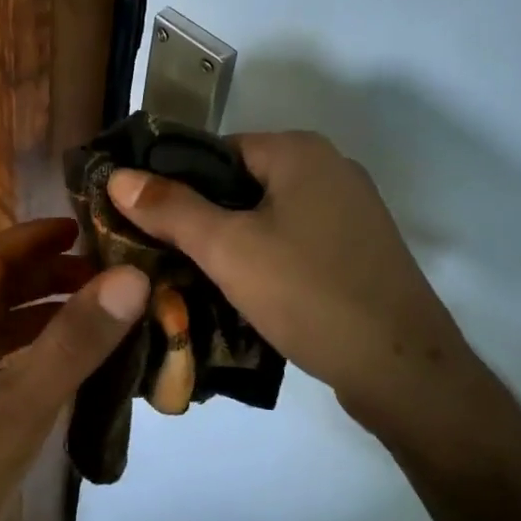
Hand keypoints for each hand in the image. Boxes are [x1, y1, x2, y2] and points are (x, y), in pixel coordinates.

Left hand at [0, 219, 147, 520]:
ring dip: (46, 309)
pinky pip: (4, 357)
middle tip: (107, 275)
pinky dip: (39, 347)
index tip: (86, 228)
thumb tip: (132, 276)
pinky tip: (74, 363)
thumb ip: (77, 339)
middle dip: (49, 271)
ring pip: (2, 322)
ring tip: (100, 312)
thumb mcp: (24, 401)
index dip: (36, 236)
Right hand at [108, 131, 499, 452]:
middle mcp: (330, 167)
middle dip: (202, 217)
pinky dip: (267, 258)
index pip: (213, 150)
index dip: (174, 183)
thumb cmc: (308, 294)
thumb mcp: (226, 249)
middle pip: (241, 182)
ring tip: (197, 278)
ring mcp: (351, 210)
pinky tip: (248, 292)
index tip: (144, 223)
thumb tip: (118, 176)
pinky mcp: (360, 249)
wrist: (402, 369)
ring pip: (268, 214)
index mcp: (299, 150)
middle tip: (165, 256)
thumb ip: (169, 208)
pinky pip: (296, 239)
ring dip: (233, 241)